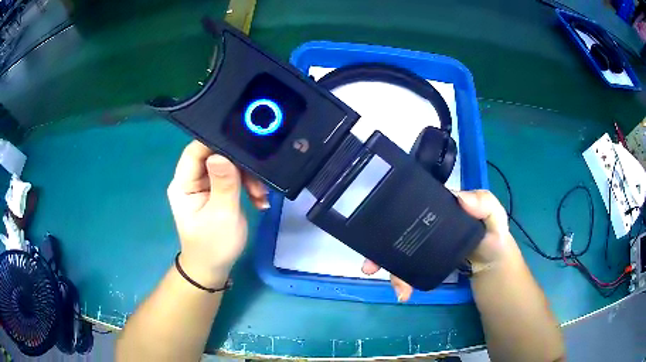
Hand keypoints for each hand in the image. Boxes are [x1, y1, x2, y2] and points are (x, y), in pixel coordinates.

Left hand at [167, 140, 267, 287]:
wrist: (213, 268)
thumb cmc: (214, 245)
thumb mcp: (222, 215)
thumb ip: (223, 184)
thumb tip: (221, 155)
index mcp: (183, 184)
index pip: (195, 151)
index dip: (216, 142)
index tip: (244, 142)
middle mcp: (191, 179)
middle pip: (214, 155)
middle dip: (239, 165)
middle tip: (259, 180)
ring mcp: (203, 185)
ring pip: (227, 166)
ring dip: (247, 178)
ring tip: (261, 196)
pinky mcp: (215, 191)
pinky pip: (233, 178)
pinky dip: (248, 186)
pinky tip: (259, 200)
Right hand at [362, 189, 513, 301]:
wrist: (492, 266)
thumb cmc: (493, 236)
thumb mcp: (494, 215)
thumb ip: (485, 203)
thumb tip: (459, 198)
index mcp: (437, 207)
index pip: (409, 205)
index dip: (390, 213)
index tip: (375, 228)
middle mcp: (424, 224)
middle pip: (395, 232)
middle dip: (378, 248)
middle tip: (370, 266)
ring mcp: (423, 245)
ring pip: (397, 253)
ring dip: (388, 268)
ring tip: (396, 287)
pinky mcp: (424, 263)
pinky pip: (406, 269)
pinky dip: (400, 280)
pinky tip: (403, 292)